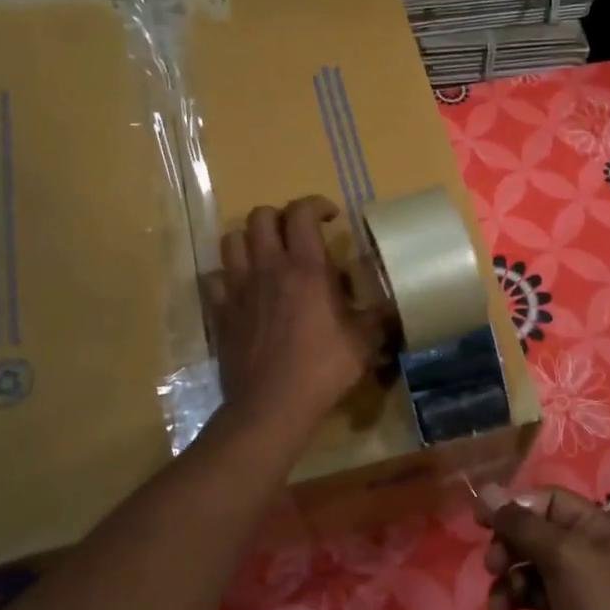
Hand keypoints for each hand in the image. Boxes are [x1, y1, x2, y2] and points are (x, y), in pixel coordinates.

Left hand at [210, 197, 382, 436]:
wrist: (272, 404)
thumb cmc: (323, 368)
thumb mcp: (365, 341)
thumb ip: (379, 316)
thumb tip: (394, 305)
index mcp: (306, 268)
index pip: (302, 212)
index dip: (316, 205)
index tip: (331, 218)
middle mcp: (268, 268)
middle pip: (261, 216)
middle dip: (281, 217)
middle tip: (298, 236)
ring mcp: (238, 288)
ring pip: (232, 240)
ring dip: (250, 239)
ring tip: (267, 255)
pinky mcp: (220, 312)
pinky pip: (214, 278)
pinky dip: (227, 275)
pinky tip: (242, 289)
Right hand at [478, 486, 609, 609]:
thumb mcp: (563, 556)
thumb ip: (521, 524)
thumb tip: (485, 491)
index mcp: (597, 531)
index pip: (548, 502)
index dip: (514, 508)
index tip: (481, 524)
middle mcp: (589, 562)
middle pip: (533, 542)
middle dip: (508, 554)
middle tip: (494, 570)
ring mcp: (579, 606)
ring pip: (528, 586)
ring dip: (509, 595)